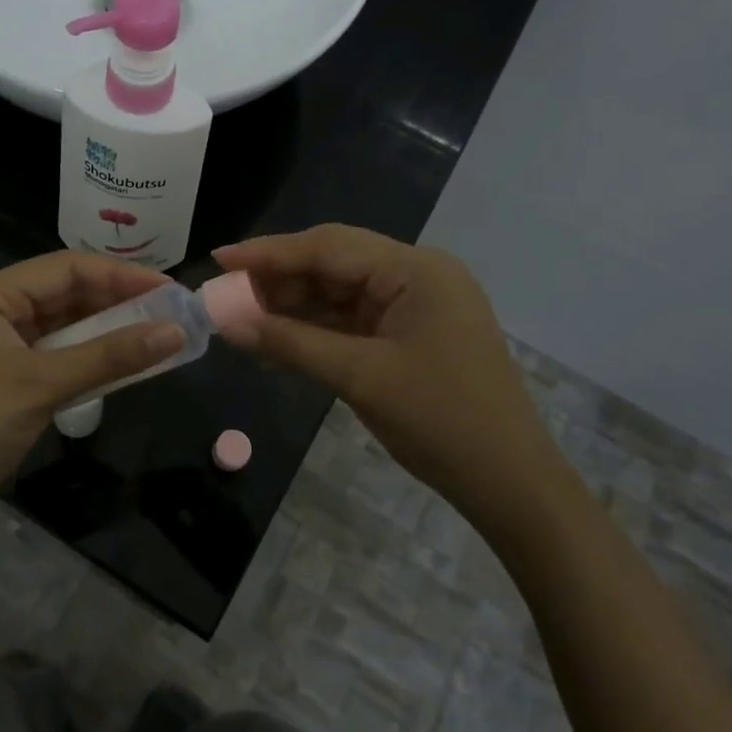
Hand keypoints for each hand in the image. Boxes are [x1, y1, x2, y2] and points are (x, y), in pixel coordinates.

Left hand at [0, 251, 185, 526]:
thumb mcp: (44, 385)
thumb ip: (110, 356)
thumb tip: (175, 332)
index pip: (66, 267)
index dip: (120, 275)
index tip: (168, 289)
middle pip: (65, 292)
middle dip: (117, 300)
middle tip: (170, 311)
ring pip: (64, 324)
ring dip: (107, 329)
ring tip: (157, 332)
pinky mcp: (7, 377)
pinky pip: (57, 354)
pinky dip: (90, 356)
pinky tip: (124, 362)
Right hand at [213, 225, 567, 522]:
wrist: (512, 485)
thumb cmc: (441, 423)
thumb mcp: (359, 378)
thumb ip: (290, 343)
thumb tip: (227, 322)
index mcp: (416, 270)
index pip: (328, 247)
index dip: (269, 252)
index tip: (219, 259)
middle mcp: (418, 275)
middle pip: (334, 264)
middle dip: (278, 280)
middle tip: (225, 297)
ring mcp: (417, 305)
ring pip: (340, 293)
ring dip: (294, 306)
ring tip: (242, 321)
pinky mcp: (412, 334)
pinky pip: (354, 321)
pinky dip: (317, 330)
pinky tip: (279, 341)